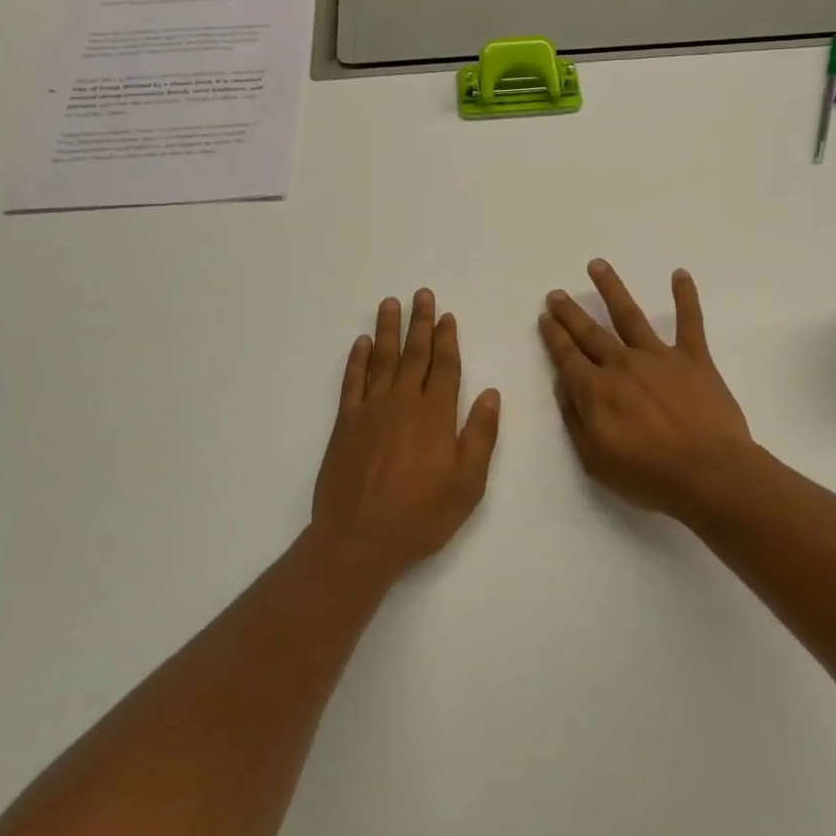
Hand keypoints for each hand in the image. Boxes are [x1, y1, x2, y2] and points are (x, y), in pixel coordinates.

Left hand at [310, 289, 501, 581]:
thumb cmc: (421, 516)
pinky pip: (352, 382)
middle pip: (414, 354)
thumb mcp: (467, 484)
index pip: (445, 367)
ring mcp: (370, 410)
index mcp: (435, 416)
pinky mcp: (345, 424)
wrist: (359, 540)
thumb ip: (480, 435)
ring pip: (382, 359)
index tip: (447, 316)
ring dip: (388, 330)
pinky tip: (361, 343)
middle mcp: (403, 403)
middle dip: (420, 323)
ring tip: (391, 303)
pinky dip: (357, 359)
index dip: (447, 339)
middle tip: (421, 294)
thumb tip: (490, 393)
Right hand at [539, 260, 754, 517]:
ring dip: (611, 289)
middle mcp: (622, 364)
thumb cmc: (649, 475)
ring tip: (597, 265)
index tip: (545, 317)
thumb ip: (576, 419)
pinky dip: (685, 297)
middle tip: (556, 293)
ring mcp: (659, 357)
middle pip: (590, 332)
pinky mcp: (694, 359)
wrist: (709, 474)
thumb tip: (565, 385)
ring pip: (629, 315)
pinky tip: (680, 274)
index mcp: (596, 390)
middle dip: (570, 312)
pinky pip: (690, 322)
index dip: (554, 336)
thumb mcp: (595, 460)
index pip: (567, 357)